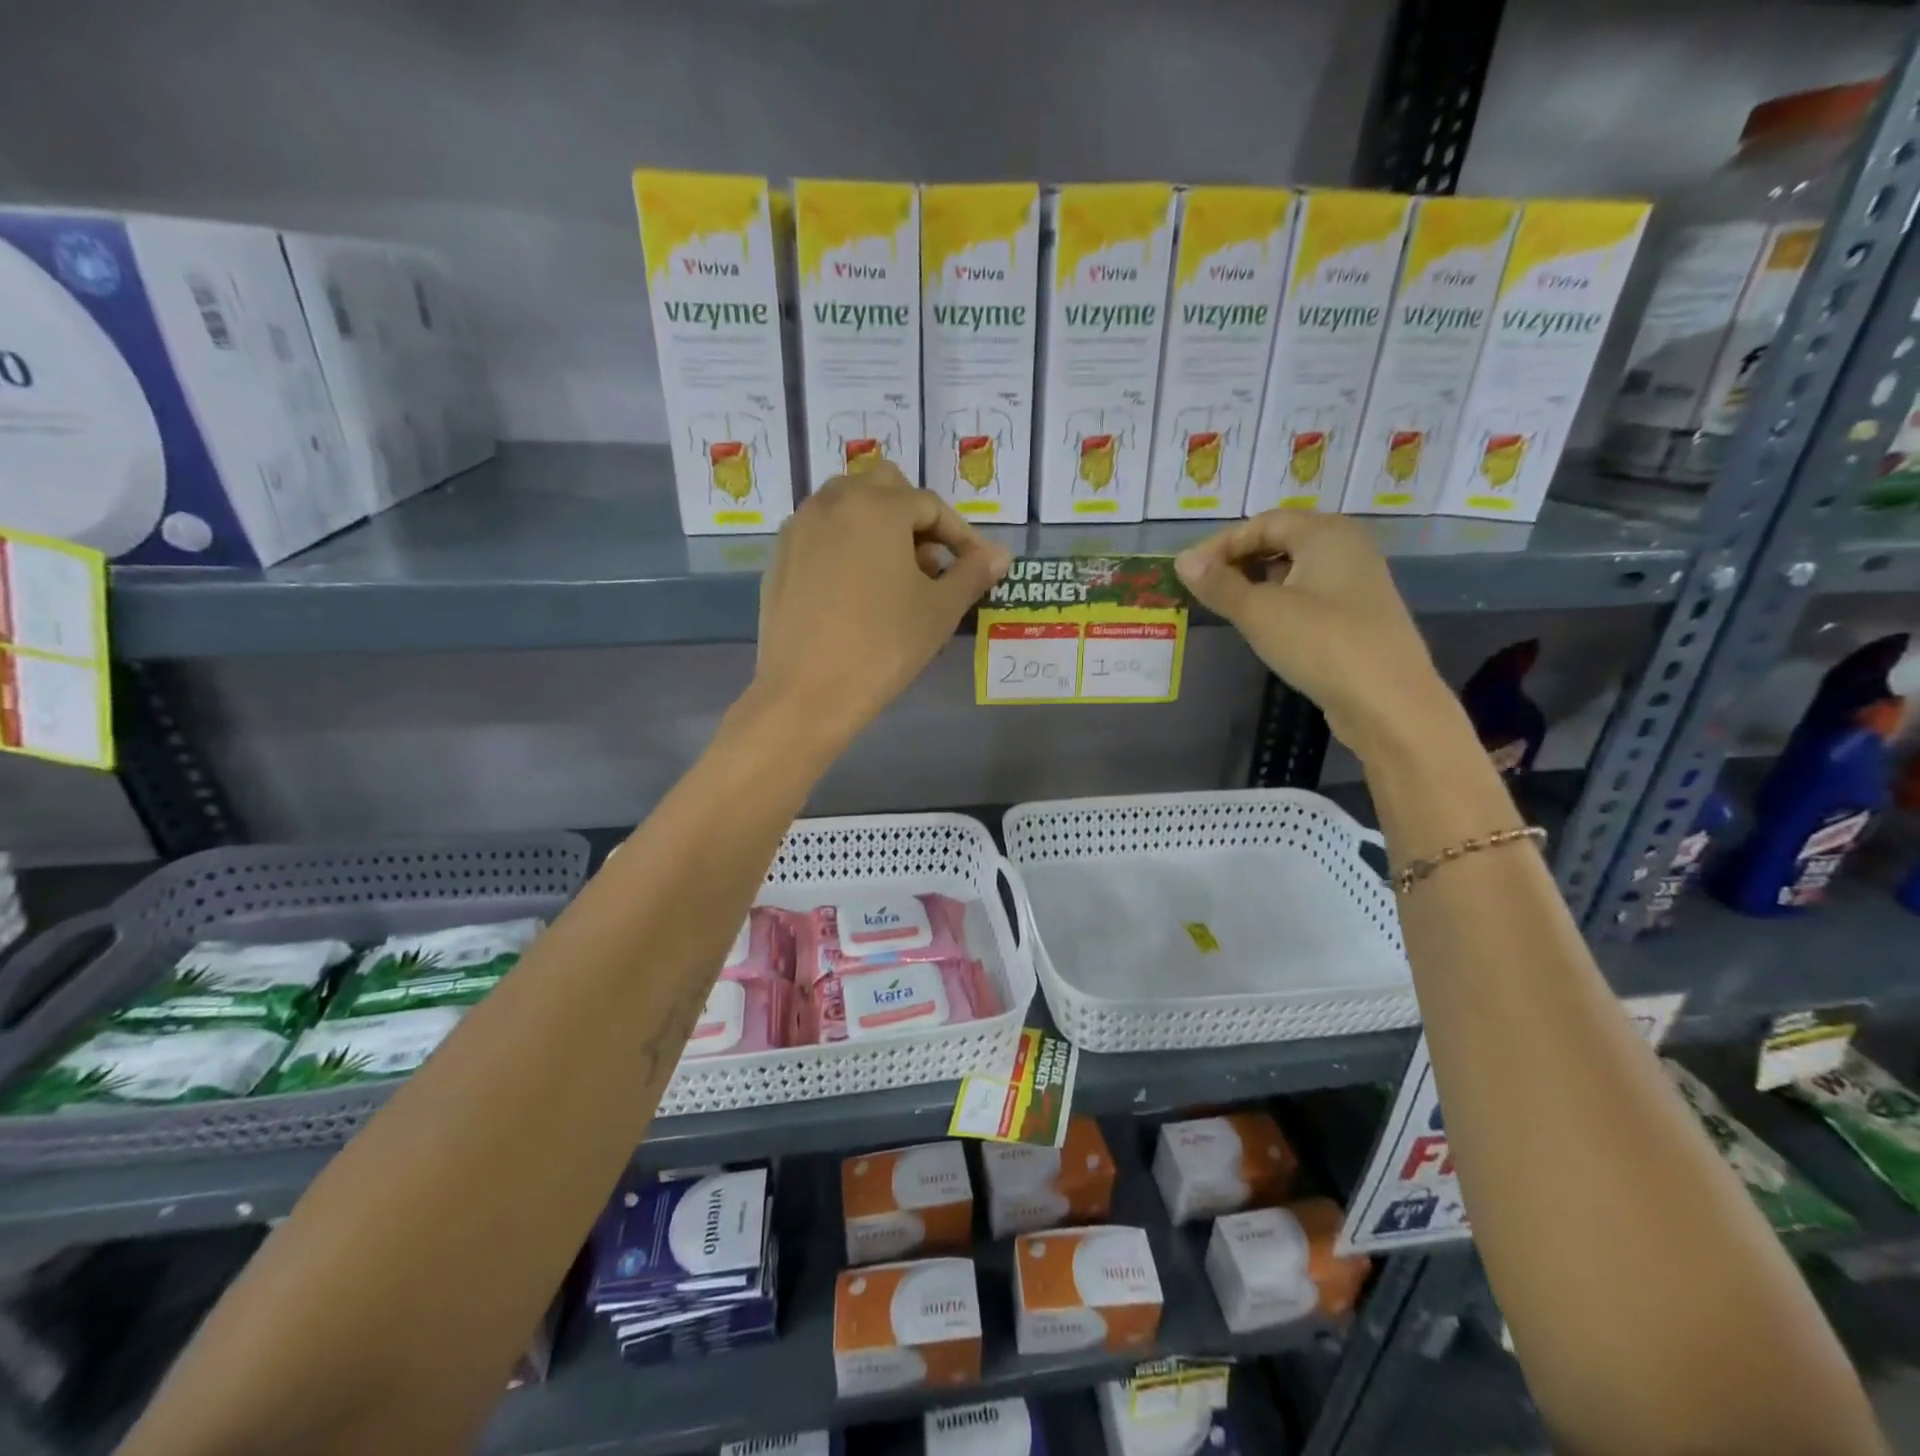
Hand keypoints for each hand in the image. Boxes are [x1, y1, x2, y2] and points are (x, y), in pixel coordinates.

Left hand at [751, 465, 1011, 750]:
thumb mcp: (939, 610)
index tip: (977, 567)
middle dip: (915, 518)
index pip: (931, 506)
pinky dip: (847, 546)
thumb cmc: (884, 647)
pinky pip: (822, 534)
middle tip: (931, 563)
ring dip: (879, 527)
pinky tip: (857, 591)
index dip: (961, 536)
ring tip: (896, 577)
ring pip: (848, 506)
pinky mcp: (780, 557)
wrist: (807, 692)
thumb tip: (1000, 555)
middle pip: (885, 489)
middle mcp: (833, 502)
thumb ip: (972, 573)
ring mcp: (800, 527)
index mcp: (877, 506)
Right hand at [1176, 511, 1458, 761]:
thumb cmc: (1320, 642)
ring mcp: (1357, 583)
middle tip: (1205, 589)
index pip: (1263, 523)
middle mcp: (1347, 548)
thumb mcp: (1259, 611)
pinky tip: (1263, 627)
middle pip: (1281, 541)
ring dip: (1257, 584)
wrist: (1387, 702)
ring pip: (1295, 571)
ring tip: (1227, 608)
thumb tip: (1183, 561)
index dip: (1222, 544)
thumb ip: (1219, 584)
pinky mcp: (1358, 617)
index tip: (1189, 571)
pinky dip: (1280, 603)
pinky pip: (1309, 596)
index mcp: (1326, 533)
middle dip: (1239, 561)